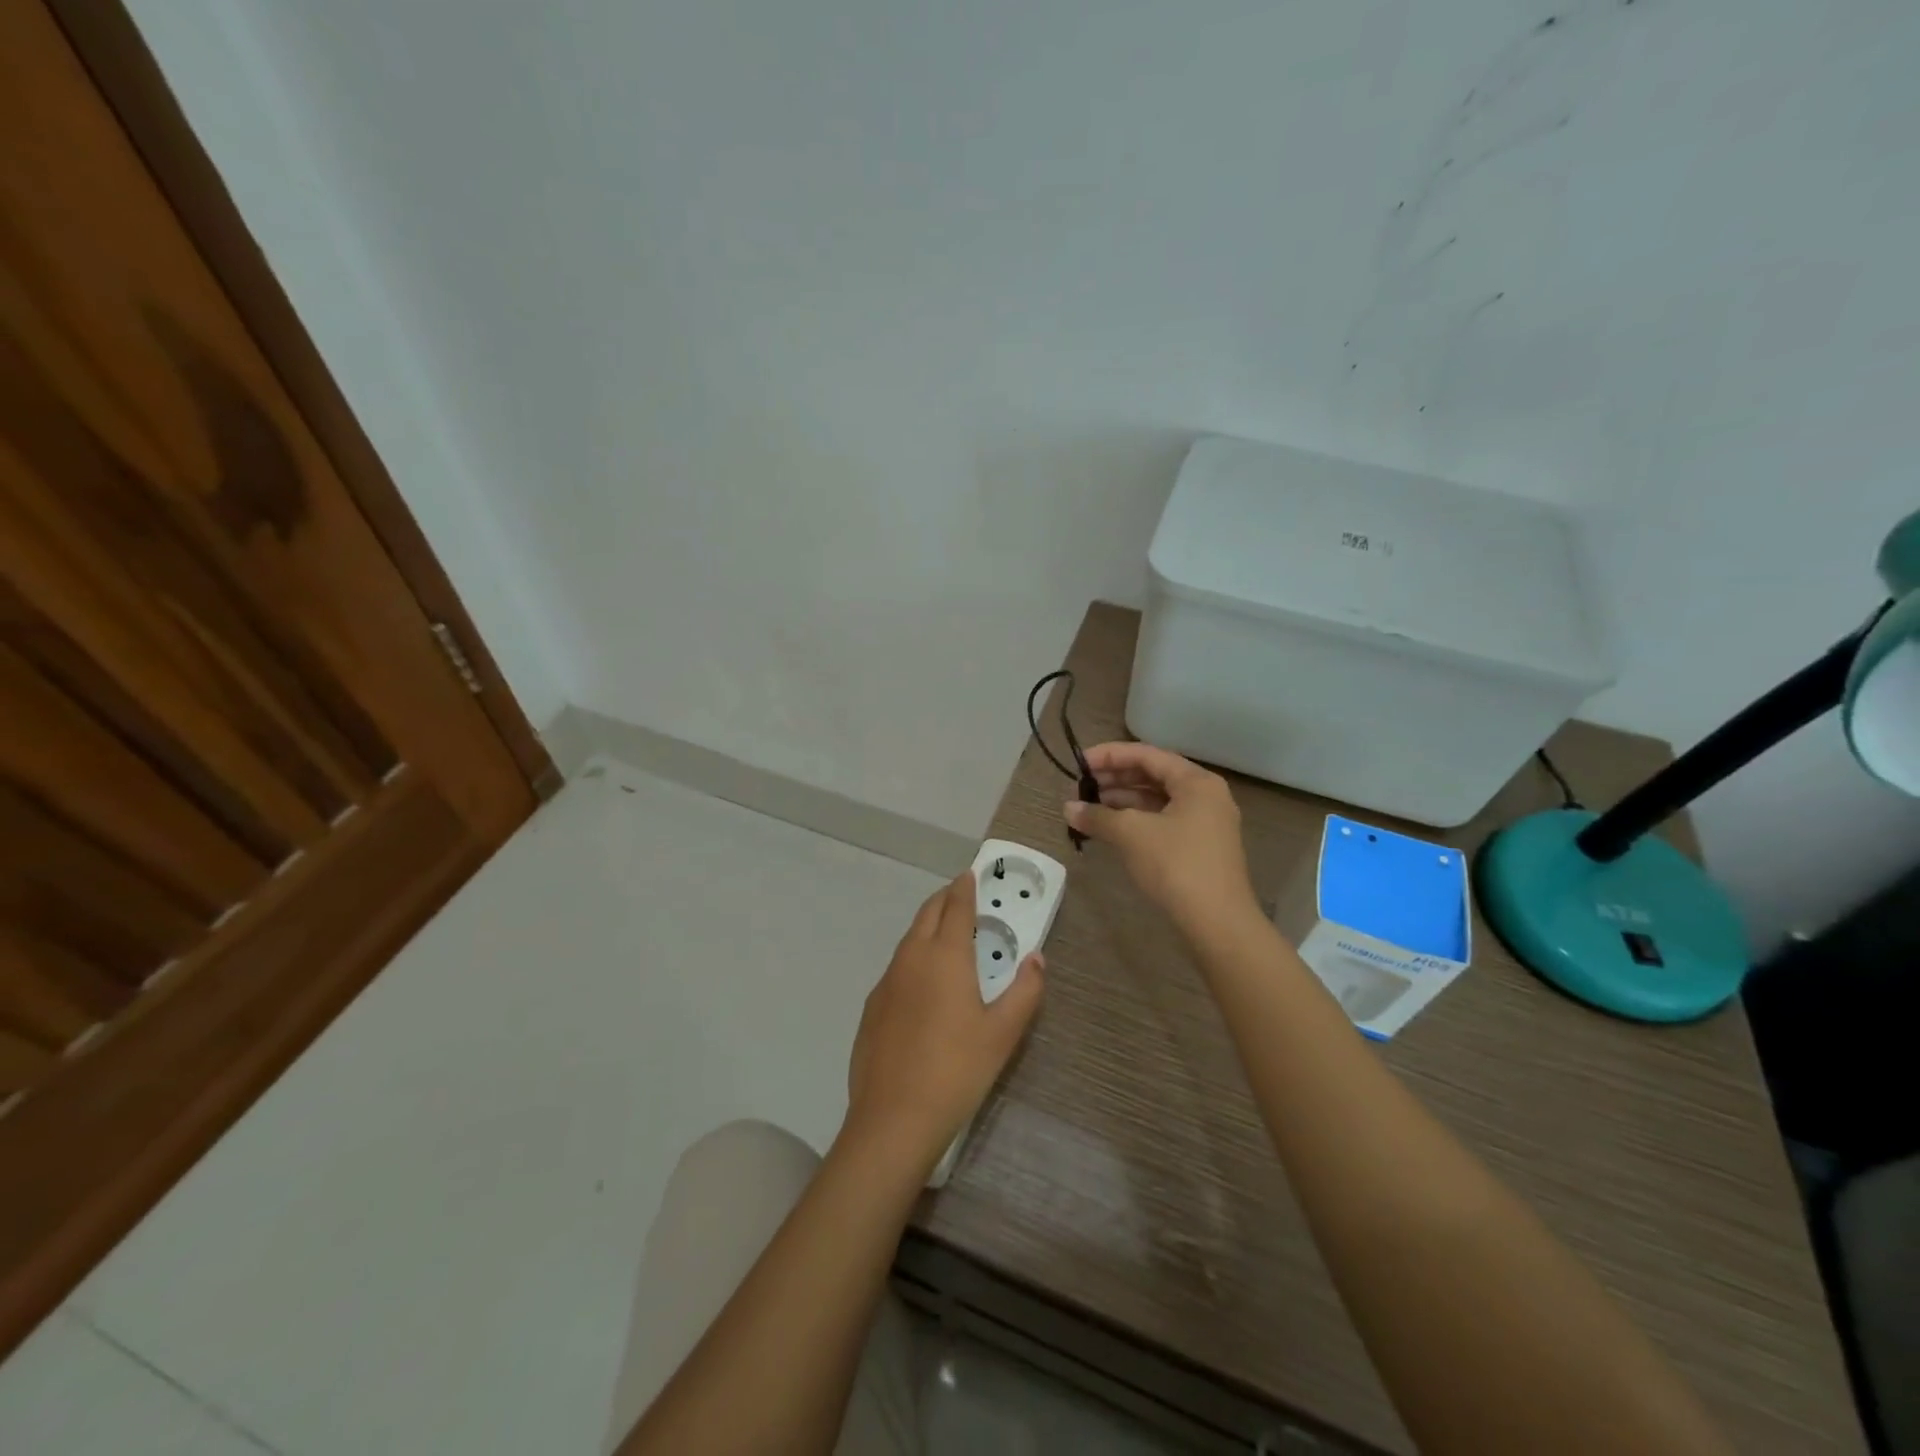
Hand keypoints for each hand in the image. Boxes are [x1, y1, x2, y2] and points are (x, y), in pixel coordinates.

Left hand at [844, 872, 1043, 1176]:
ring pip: (908, 939)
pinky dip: (913, 957)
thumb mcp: (1003, 1033)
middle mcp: (911, 958)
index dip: (964, 887)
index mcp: (945, 956)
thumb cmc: (957, 1071)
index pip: (956, 907)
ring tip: (945, 934)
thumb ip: (1025, 991)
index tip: (970, 874)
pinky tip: (922, 983)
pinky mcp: (872, 1006)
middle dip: (944, 899)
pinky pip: (897, 967)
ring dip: (927, 927)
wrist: (893, 1119)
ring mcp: (886, 981)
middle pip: (927, 914)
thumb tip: (1036, 957)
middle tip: (960, 896)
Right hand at [1065, 742, 1257, 935]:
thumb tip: (1068, 808)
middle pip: (1153, 775)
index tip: (1078, 764)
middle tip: (1081, 787)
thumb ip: (1098, 816)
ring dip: (1122, 801)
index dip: (1109, 755)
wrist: (1217, 923)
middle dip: (1115, 779)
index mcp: (1196, 781)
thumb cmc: (1176, 866)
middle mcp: (1205, 795)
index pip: (1147, 754)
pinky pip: (1163, 821)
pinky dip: (1136, 821)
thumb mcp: (1131, 834)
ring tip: (1089, 808)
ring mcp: (1206, 823)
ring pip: (1157, 800)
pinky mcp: (1200, 847)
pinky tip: (1111, 829)